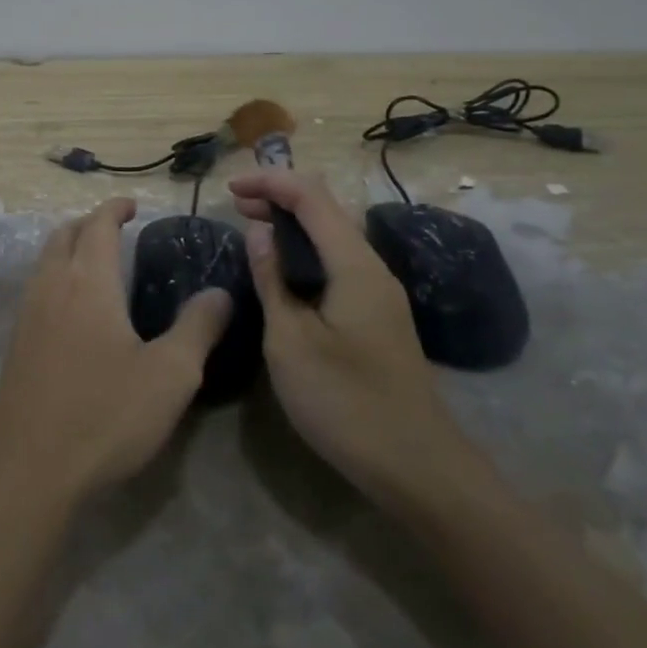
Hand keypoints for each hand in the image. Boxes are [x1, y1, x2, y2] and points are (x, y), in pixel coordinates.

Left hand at [0, 198, 231, 506]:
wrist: (28, 469)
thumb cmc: (105, 414)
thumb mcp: (170, 375)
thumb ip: (198, 328)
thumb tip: (221, 293)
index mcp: (89, 282)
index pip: (98, 226)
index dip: (114, 209)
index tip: (131, 206)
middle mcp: (53, 286)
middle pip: (64, 235)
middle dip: (88, 222)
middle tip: (115, 228)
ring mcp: (28, 315)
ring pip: (45, 261)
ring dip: (68, 247)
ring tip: (95, 261)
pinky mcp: (16, 345)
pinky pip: (36, 289)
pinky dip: (55, 276)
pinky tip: (72, 309)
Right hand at [229, 171, 481, 504]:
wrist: (415, 464)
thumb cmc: (344, 401)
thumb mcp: (290, 341)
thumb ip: (272, 279)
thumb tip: (259, 232)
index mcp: (354, 264)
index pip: (311, 196)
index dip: (270, 182)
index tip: (231, 188)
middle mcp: (372, 267)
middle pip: (326, 208)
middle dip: (280, 197)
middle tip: (237, 205)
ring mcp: (379, 292)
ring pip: (334, 235)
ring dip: (293, 223)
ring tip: (254, 230)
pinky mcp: (378, 315)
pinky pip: (339, 261)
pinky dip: (306, 251)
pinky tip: (284, 271)